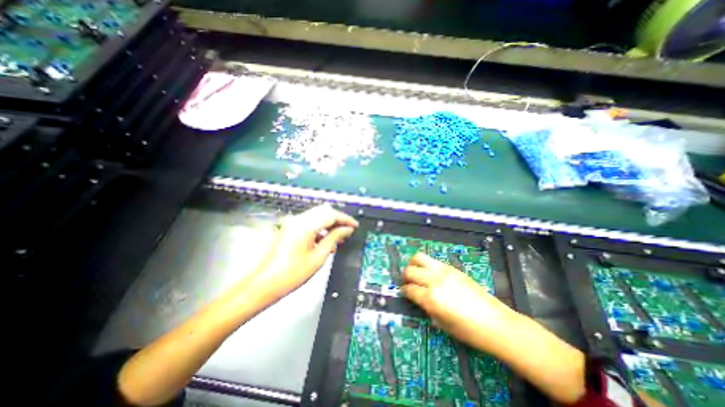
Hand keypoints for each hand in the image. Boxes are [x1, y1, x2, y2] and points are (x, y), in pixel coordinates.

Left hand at [253, 206, 357, 297]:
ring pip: (317, 215)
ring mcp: (292, 222)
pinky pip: (309, 222)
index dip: (345, 219)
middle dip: (338, 219)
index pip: (331, 214)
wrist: (265, 283)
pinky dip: (320, 227)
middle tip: (348, 231)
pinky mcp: (290, 228)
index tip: (355, 226)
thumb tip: (347, 229)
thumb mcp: (318, 256)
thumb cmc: (293, 273)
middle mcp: (298, 219)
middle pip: (324, 211)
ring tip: (338, 237)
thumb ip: (334, 238)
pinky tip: (325, 240)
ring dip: (329, 223)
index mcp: (305, 225)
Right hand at [399, 252, 512, 352]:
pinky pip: (433, 260)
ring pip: (419, 257)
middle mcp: (435, 281)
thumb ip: (426, 307)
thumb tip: (417, 297)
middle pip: (410, 270)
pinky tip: (431, 273)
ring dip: (413, 263)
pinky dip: (427, 265)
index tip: (404, 292)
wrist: (495, 323)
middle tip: (408, 282)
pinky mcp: (452, 268)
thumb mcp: (441, 323)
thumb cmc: (468, 331)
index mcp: (431, 298)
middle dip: (405, 276)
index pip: (409, 289)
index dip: (404, 291)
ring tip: (415, 271)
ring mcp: (444, 271)